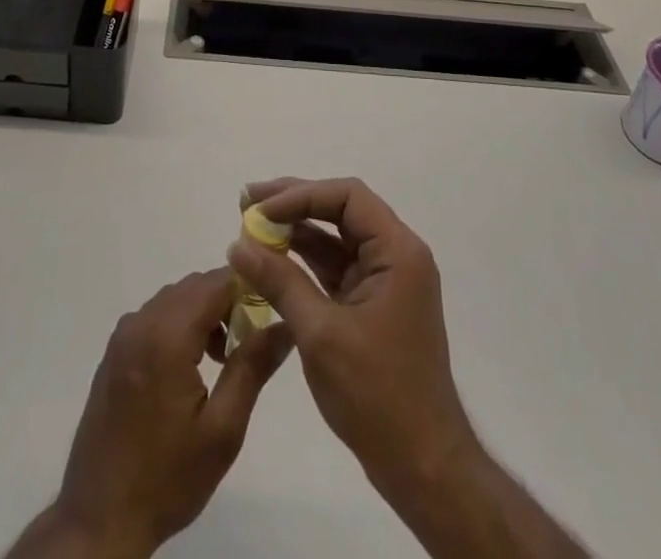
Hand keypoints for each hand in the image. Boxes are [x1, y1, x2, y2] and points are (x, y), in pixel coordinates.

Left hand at [11, 268, 293, 558]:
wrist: (100, 520)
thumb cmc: (167, 478)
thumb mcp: (222, 430)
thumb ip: (253, 367)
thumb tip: (285, 325)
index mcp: (167, 336)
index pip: (215, 282)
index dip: (246, 288)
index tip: (267, 312)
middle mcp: (141, 322)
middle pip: (194, 287)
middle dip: (225, 302)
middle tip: (245, 343)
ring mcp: (123, 336)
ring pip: (174, 299)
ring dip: (202, 313)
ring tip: (221, 360)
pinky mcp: (114, 352)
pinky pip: (154, 316)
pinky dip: (178, 324)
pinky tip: (188, 368)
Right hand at [226, 177, 478, 504]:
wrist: (423, 466)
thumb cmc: (377, 395)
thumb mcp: (321, 334)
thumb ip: (280, 282)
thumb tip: (238, 245)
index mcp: (398, 251)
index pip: (348, 196)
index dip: (302, 194)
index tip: (261, 209)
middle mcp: (396, 255)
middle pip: (340, 210)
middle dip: (294, 204)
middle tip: (246, 202)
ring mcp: (384, 280)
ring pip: (335, 238)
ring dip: (295, 231)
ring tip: (250, 225)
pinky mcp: (372, 304)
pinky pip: (334, 268)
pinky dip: (303, 262)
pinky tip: (270, 260)